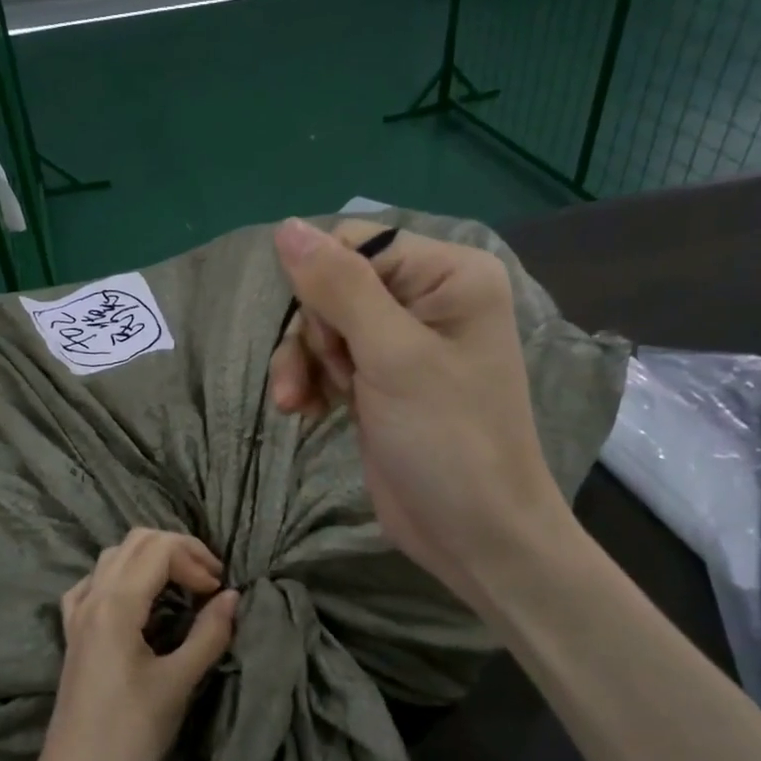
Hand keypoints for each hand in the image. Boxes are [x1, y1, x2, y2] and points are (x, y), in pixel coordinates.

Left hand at [29, 530, 239, 760]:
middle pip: (136, 542)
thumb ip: (209, 635)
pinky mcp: (73, 633)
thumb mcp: (177, 684)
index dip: (195, 559)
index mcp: (115, 604)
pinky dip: (123, 577)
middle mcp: (92, 597)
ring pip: (115, 557)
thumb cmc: (129, 734)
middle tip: (208, 581)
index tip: (219, 591)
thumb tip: (234, 597)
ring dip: (152, 560)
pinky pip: (95, 583)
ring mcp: (78, 614)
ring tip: (183, 587)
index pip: (158, 549)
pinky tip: (137, 600)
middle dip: (178, 551)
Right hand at [267, 217, 570, 610]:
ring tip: (298, 405)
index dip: (325, 286)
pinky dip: (314, 383)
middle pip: (335, 286)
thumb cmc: (447, 440)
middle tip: (327, 379)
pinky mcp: (383, 383)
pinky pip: (330, 361)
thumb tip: (285, 226)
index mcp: (449, 274)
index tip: (326, 339)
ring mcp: (404, 345)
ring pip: (325, 326)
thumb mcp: (393, 356)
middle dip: (315, 334)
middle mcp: (428, 299)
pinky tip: (306, 412)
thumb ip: (339, 287)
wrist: (474, 534)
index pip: (358, 245)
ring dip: (305, 363)